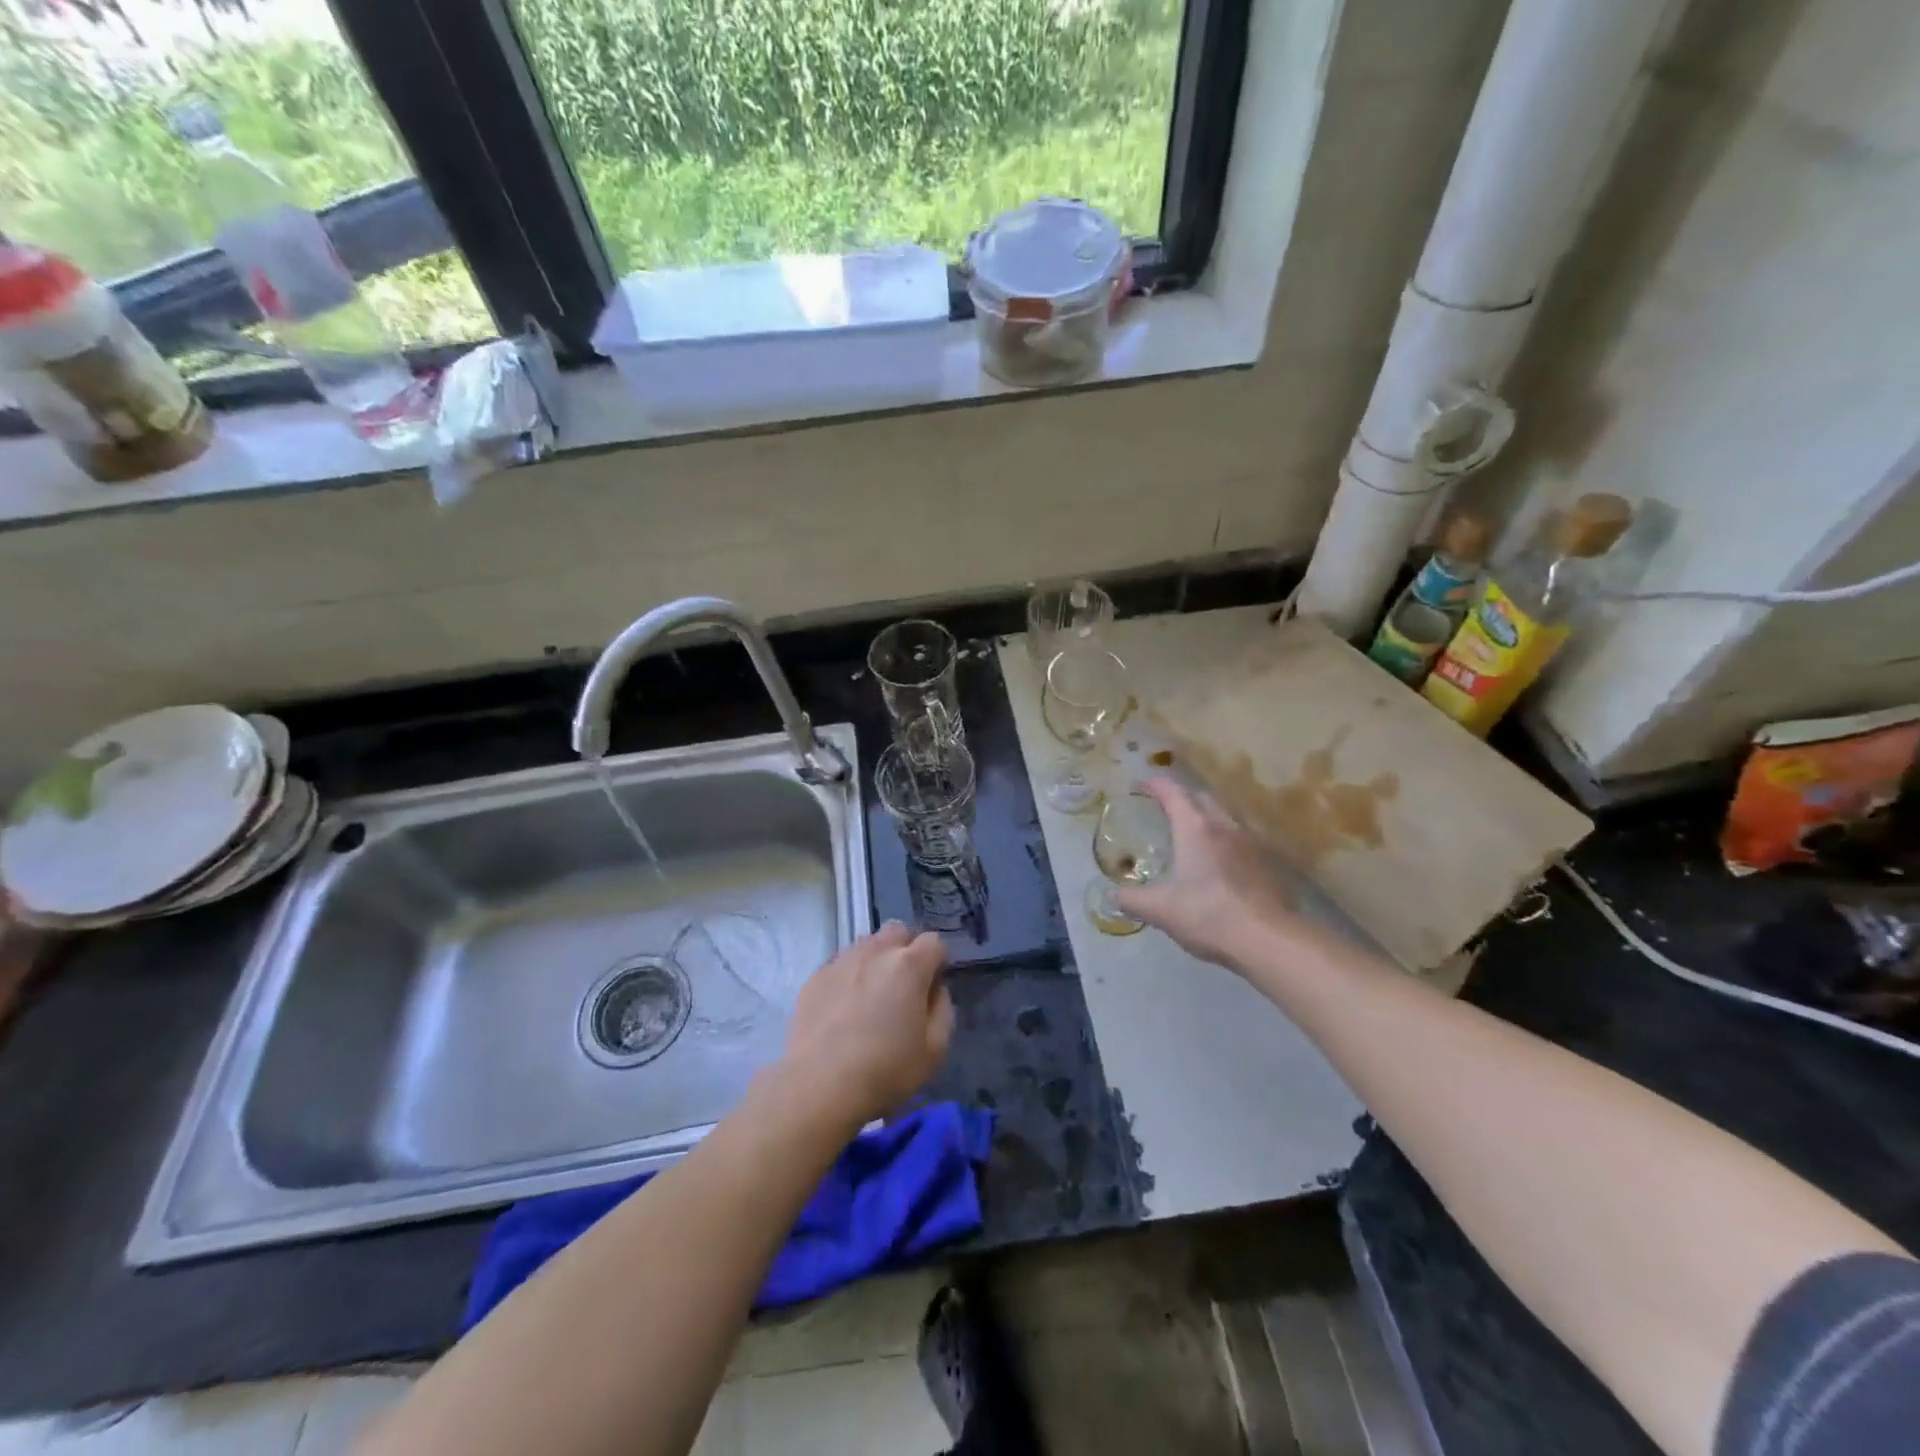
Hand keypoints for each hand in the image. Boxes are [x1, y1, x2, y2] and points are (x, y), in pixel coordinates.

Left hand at [776, 923, 953, 1132]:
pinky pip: (841, 964)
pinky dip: (849, 977)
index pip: (934, 942)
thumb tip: (934, 990)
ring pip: (867, 944)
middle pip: (898, 930)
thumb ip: (942, 1009)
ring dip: (876, 960)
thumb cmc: (885, 1070)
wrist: (819, 1085)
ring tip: (871, 997)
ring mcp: (842, 961)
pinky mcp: (815, 977)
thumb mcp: (935, 1050)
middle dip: (906, 949)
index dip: (937, 962)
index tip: (931, 988)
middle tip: (903, 985)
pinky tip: (843, 1009)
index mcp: (909, 965)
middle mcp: (875, 952)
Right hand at [1115, 778, 1300, 969]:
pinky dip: (1229, 843)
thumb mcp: (1160, 909)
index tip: (1144, 783)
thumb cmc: (1207, 914)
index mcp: (1196, 829)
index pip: (1174, 793)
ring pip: (1228, 818)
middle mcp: (1225, 827)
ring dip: (1211, 819)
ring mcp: (1252, 844)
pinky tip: (1224, 863)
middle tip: (1170, 810)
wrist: (1267, 939)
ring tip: (1198, 835)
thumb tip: (1111, 895)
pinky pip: (1245, 841)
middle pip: (1204, 799)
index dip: (1157, 785)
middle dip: (1186, 799)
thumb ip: (1133, 899)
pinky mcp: (1270, 865)